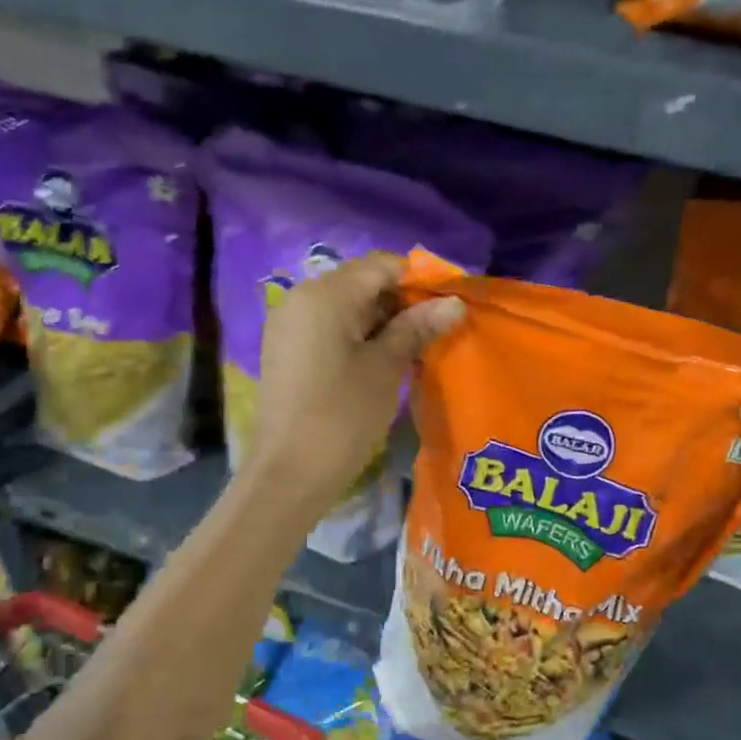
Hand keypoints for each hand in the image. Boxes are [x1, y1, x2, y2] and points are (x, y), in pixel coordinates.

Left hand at [244, 252, 462, 518]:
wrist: (289, 473)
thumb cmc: (343, 416)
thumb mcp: (386, 368)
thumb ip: (417, 328)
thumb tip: (453, 303)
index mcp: (325, 294)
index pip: (380, 266)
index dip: (419, 279)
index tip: (450, 302)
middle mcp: (301, 297)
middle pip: (361, 283)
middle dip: (402, 301)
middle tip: (438, 328)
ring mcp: (289, 324)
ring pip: (346, 306)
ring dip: (383, 320)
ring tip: (417, 346)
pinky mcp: (287, 350)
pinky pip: (330, 327)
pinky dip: (359, 335)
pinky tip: (384, 360)